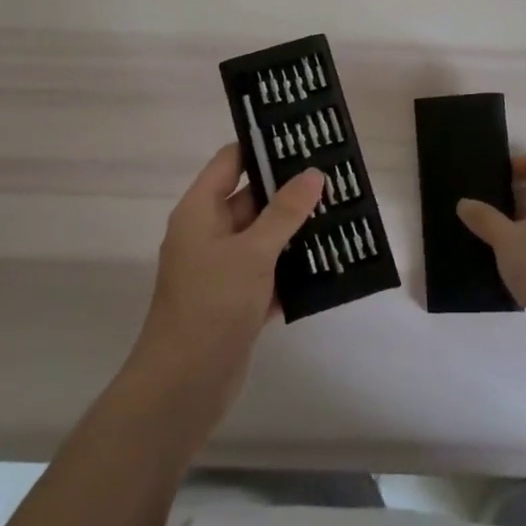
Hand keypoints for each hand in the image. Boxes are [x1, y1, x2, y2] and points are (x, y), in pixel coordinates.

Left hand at [130, 144, 323, 413]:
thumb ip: (284, 212)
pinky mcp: (236, 300)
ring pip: (264, 237)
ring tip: (341, 213)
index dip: (262, 146)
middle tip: (334, 176)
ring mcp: (222, 269)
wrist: (183, 387)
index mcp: (200, 211)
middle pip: (251, 198)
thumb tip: (313, 173)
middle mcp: (208, 233)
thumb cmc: (211, 304)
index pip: (230, 161)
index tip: (302, 138)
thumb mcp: (252, 252)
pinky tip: (330, 262)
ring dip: (296, 230)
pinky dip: (293, 268)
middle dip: (290, 189)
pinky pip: (269, 272)